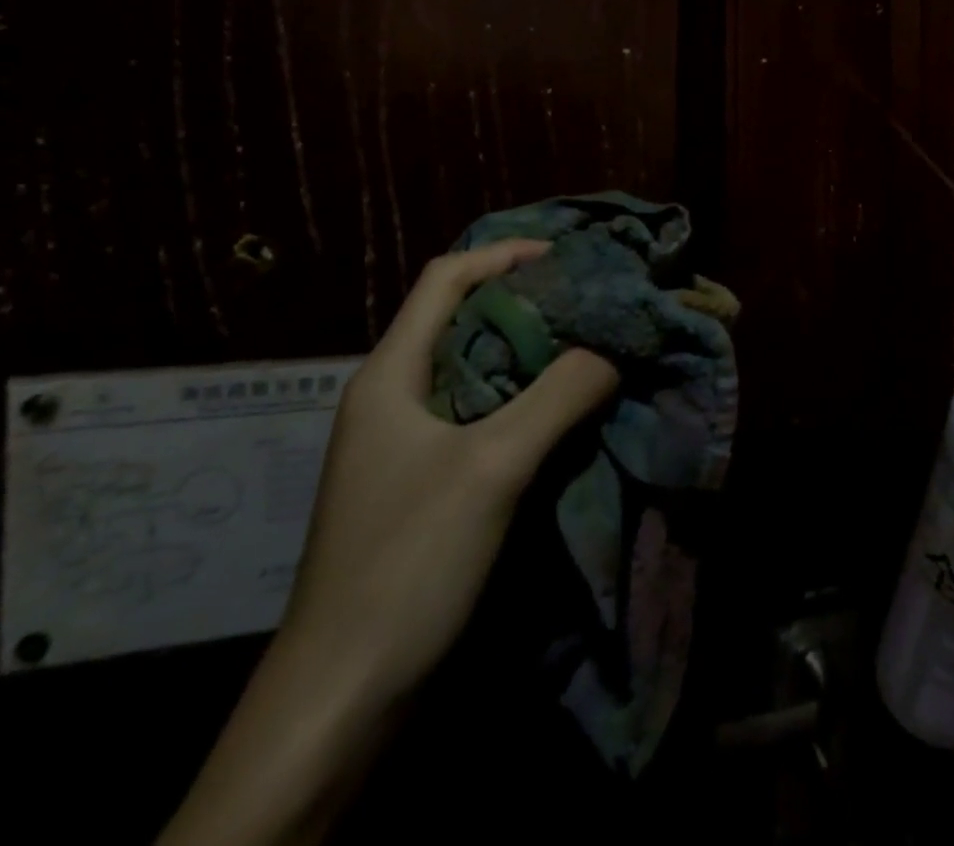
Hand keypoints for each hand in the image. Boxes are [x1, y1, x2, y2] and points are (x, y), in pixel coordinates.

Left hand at [160, 240, 617, 845]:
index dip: (504, 254)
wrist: (342, 698)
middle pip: (462, 319)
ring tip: (587, 345)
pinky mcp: (423, 481)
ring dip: (529, 351)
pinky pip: (480, 412)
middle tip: (589, 300)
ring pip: (474, 368)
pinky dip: (522, 396)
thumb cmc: (407, 562)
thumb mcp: (492, 466)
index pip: (446, 278)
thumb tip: (612, 349)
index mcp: (390, 373)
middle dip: (526, 301)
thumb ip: (558, 396)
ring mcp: (405, 442)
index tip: (566, 257)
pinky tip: (560, 409)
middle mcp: (393, 395)